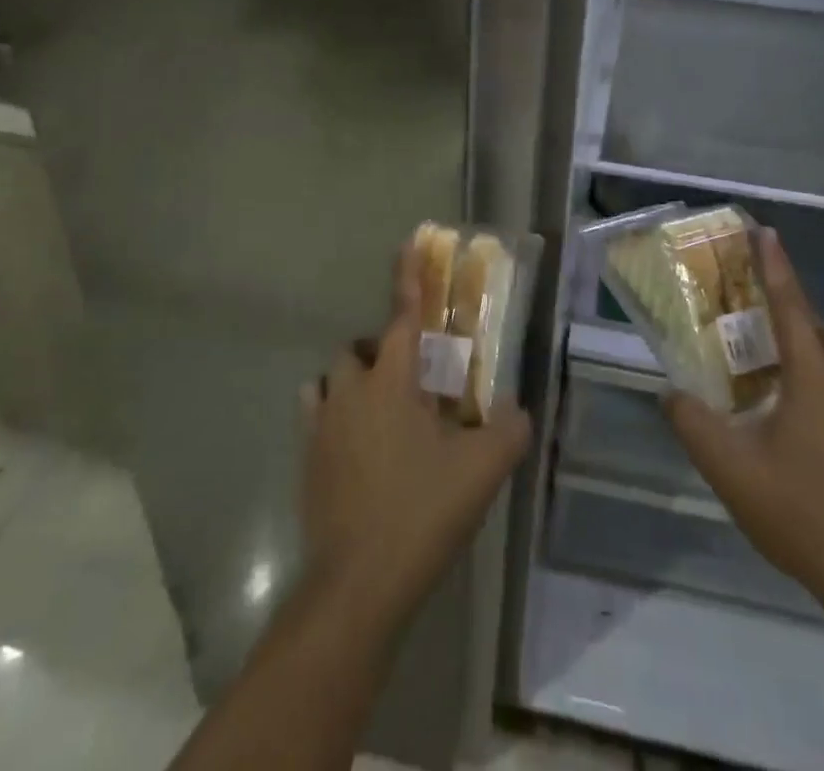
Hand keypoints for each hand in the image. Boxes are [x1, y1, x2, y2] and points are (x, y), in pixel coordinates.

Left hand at [299, 248, 531, 633]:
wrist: (359, 583)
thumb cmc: (422, 511)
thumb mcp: (483, 469)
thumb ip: (509, 430)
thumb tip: (517, 412)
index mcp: (392, 380)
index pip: (405, 314)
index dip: (410, 275)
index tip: (410, 239)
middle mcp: (350, 390)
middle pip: (359, 348)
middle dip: (383, 353)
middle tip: (414, 384)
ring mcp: (321, 425)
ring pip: (331, 380)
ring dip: (354, 383)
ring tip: (384, 415)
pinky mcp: (306, 460)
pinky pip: (316, 416)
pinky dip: (335, 416)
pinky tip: (358, 448)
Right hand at [666, 229, 823, 610]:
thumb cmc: (799, 512)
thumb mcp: (730, 469)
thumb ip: (693, 424)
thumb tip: (670, 393)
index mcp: (814, 381)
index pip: (792, 309)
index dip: (777, 268)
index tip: (767, 233)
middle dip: (802, 320)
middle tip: (770, 336)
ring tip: (808, 367)